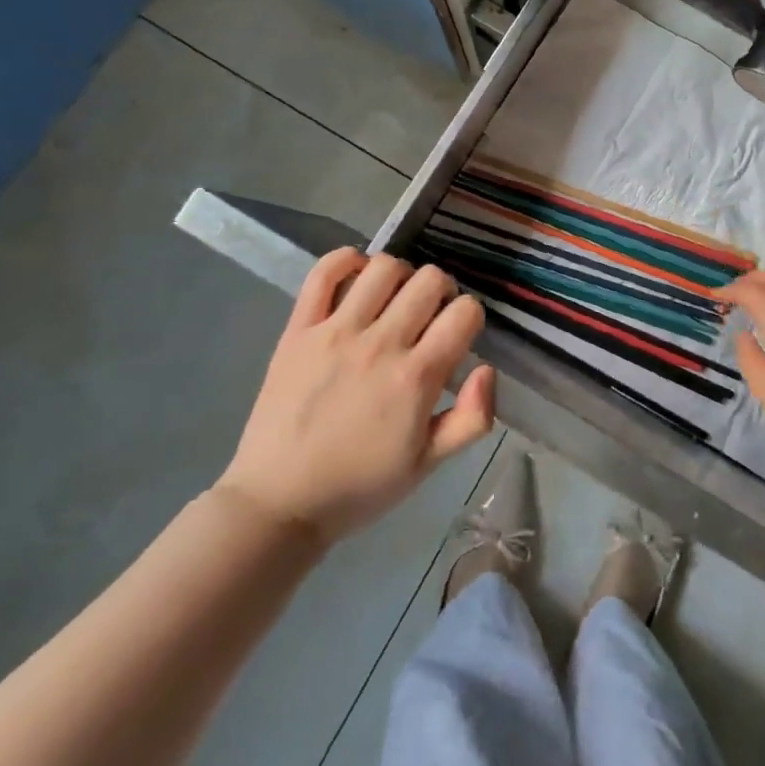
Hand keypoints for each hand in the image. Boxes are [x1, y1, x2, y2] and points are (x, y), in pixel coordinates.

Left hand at [216, 249, 495, 544]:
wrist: (277, 504)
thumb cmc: (359, 486)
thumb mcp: (428, 465)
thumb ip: (472, 418)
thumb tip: (487, 368)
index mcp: (416, 378)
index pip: (465, 312)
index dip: (470, 318)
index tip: (457, 337)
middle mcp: (380, 344)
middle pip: (430, 279)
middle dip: (441, 292)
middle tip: (428, 317)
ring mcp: (336, 331)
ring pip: (384, 267)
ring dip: (400, 276)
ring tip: (393, 300)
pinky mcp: (299, 329)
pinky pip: (324, 272)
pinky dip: (346, 261)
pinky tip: (357, 277)